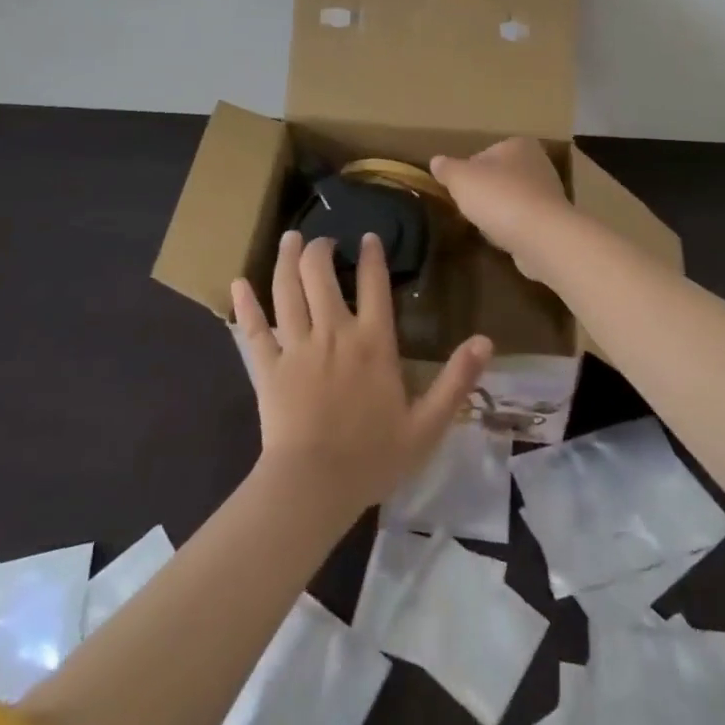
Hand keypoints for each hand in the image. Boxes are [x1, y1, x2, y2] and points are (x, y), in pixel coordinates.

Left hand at [231, 232, 491, 515]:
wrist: (313, 487)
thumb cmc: (373, 457)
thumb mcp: (427, 425)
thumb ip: (457, 381)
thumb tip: (486, 340)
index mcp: (373, 342)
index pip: (374, 284)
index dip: (372, 255)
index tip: (368, 237)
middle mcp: (333, 332)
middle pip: (320, 274)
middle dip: (321, 249)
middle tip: (323, 240)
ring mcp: (296, 346)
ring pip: (287, 289)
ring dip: (287, 259)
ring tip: (289, 239)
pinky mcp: (267, 367)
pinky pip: (253, 329)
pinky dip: (245, 304)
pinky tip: (238, 283)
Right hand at [430, 138, 574, 275]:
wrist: (542, 237)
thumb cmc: (499, 197)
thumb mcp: (461, 178)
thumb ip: (447, 168)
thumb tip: (436, 161)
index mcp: (518, 145)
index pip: (484, 154)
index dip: (467, 173)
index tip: (458, 191)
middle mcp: (538, 163)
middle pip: (499, 177)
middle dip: (484, 193)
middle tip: (469, 209)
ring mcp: (549, 193)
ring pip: (511, 200)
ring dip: (498, 212)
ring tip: (486, 227)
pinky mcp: (553, 220)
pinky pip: (523, 221)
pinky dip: (512, 228)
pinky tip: (504, 239)